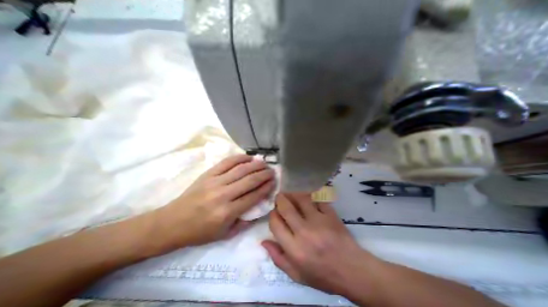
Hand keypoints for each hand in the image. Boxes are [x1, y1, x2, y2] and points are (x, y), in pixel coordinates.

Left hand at [153, 155, 273, 247]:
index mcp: (227, 212)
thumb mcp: (225, 234)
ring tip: (264, 163)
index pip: (253, 196)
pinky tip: (249, 157)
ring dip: (255, 165)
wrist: (172, 222)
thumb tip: (259, 207)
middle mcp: (223, 195)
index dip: (266, 188)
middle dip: (264, 174)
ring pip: (240, 169)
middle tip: (272, 171)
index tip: (274, 182)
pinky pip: (227, 162)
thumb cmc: (200, 231)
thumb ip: (245, 221)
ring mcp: (215, 182)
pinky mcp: (208, 174)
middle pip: (249, 180)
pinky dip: (240, 158)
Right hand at [262, 193, 382, 295]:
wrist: (352, 270)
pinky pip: (318, 198)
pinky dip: (311, 195)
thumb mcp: (296, 275)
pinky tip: (308, 197)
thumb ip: (278, 258)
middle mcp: (305, 232)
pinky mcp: (331, 214)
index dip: (272, 215)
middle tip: (280, 198)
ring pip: (301, 198)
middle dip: (280, 199)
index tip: (274, 213)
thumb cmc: (322, 275)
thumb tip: (264, 241)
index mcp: (294, 249)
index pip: (275, 224)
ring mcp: (319, 221)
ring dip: (293, 194)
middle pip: (286, 207)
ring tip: (291, 195)